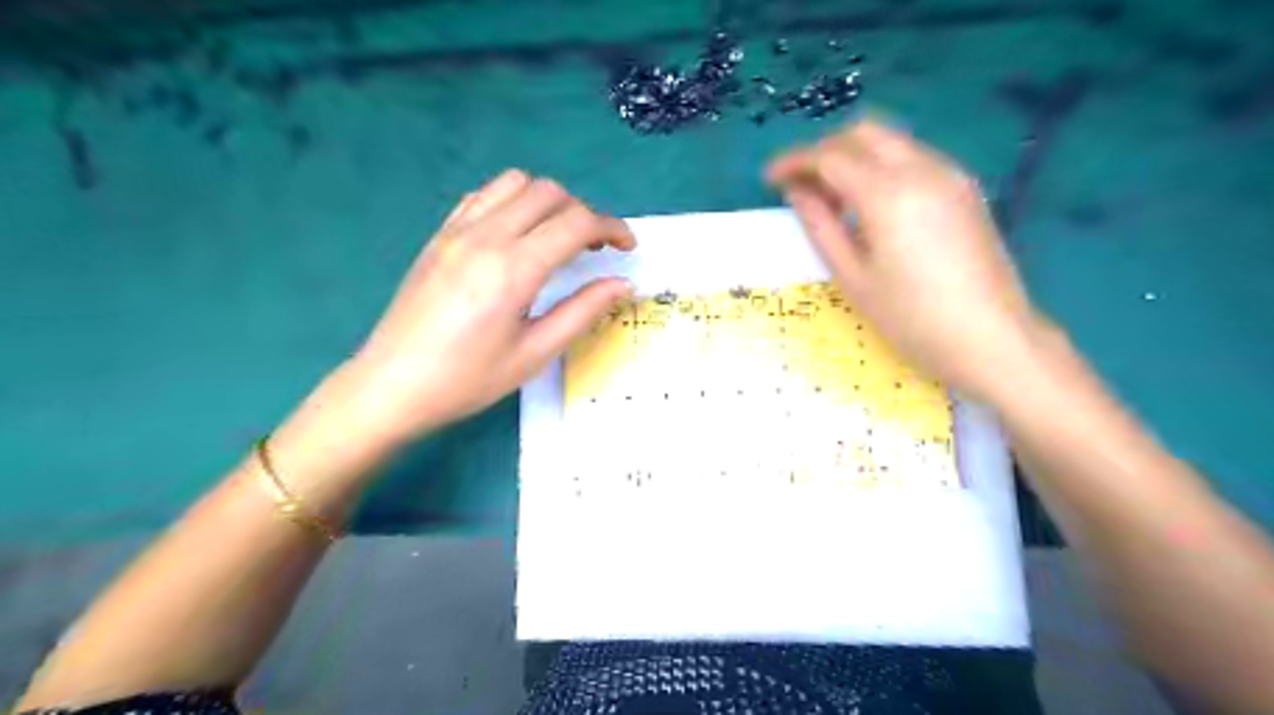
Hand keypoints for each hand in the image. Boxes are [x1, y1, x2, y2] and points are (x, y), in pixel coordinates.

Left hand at [323, 167, 629, 446]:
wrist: (392, 385)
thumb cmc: (467, 380)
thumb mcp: (534, 354)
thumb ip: (582, 311)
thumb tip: (622, 284)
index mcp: (513, 269)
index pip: (576, 223)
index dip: (612, 228)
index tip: (627, 247)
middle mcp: (486, 237)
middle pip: (549, 193)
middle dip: (583, 212)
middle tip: (595, 248)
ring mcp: (457, 231)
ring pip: (515, 183)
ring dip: (547, 201)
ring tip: (557, 237)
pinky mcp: (439, 235)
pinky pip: (483, 196)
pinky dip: (512, 202)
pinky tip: (516, 234)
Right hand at [771, 120, 1038, 402]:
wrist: (991, 339)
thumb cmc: (911, 318)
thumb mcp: (853, 277)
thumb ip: (821, 226)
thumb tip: (797, 192)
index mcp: (888, 193)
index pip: (830, 156)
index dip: (794, 162)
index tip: (770, 178)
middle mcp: (922, 169)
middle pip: (863, 133)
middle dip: (824, 150)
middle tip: (801, 185)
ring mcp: (950, 175)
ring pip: (892, 141)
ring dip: (854, 156)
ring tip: (832, 198)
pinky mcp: (965, 189)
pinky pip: (914, 158)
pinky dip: (882, 166)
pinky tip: (871, 204)